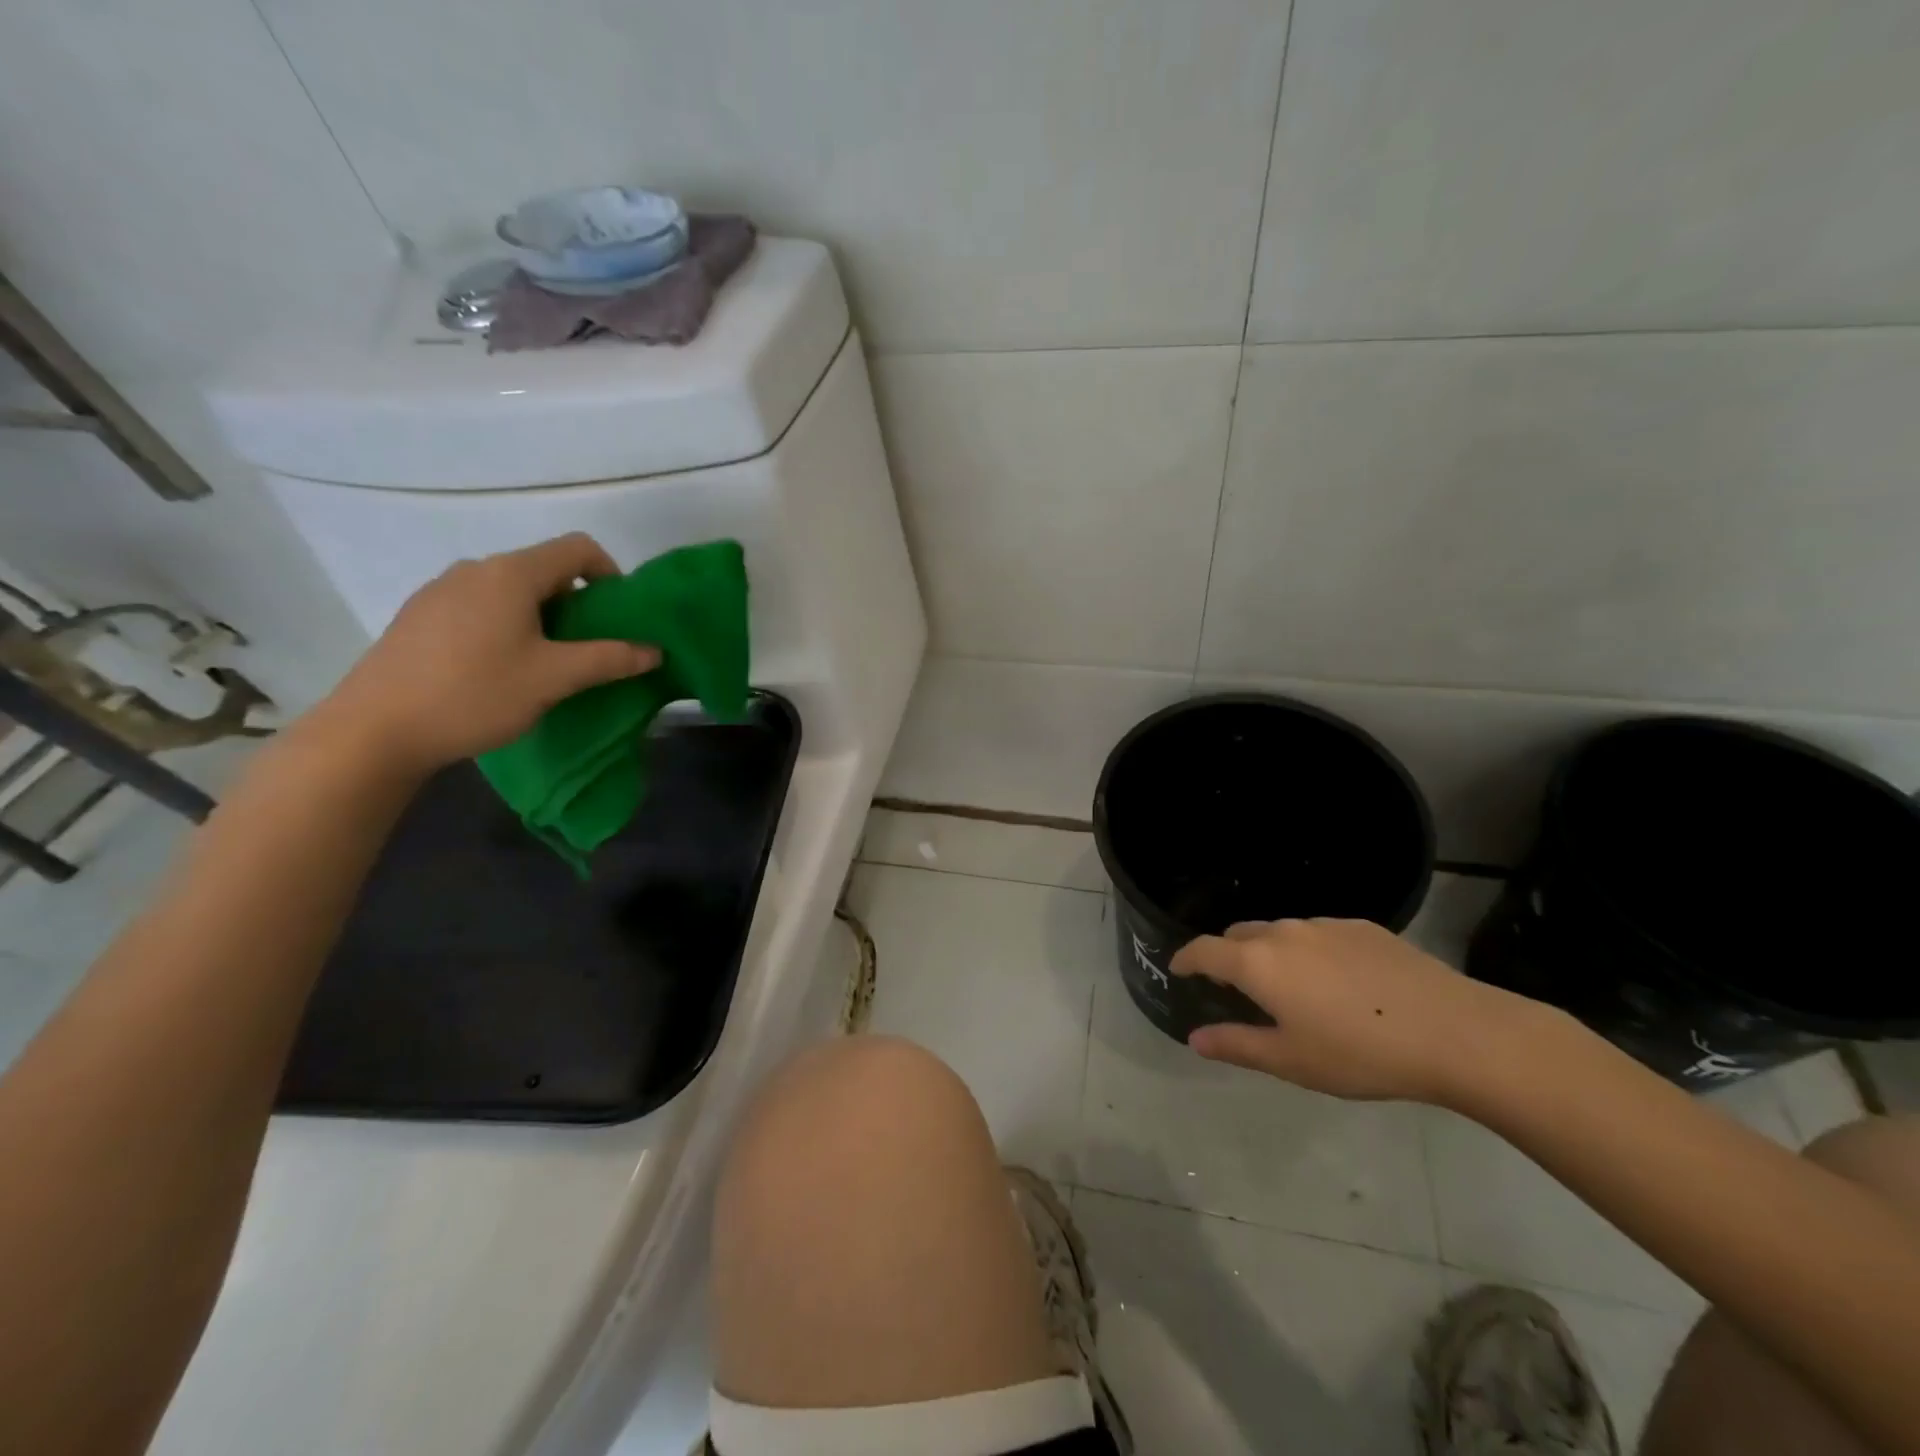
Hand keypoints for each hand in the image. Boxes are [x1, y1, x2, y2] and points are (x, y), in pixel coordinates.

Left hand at [318, 533, 658, 772]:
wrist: (374, 730)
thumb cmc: (475, 694)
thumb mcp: (554, 678)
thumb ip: (610, 659)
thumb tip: (654, 651)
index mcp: (510, 574)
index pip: (578, 549)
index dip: (611, 574)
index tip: (620, 616)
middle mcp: (475, 570)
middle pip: (544, 569)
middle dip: (578, 604)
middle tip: (589, 649)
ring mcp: (440, 591)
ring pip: (511, 591)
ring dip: (542, 617)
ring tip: (546, 663)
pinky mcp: (419, 616)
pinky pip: (480, 607)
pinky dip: (507, 626)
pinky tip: (499, 670)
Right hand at [1171, 918, 1544, 1105]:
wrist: (1456, 1033)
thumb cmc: (1361, 1054)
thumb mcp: (1292, 1061)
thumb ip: (1237, 1045)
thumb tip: (1195, 1038)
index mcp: (1259, 963)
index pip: (1204, 950)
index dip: (1186, 958)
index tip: (1178, 968)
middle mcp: (1285, 932)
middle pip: (1239, 935)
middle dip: (1228, 956)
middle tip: (1236, 988)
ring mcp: (1326, 925)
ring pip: (1281, 933)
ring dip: (1271, 953)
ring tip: (1291, 988)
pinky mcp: (1364, 927)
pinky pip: (1319, 934)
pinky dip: (1310, 952)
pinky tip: (1340, 984)